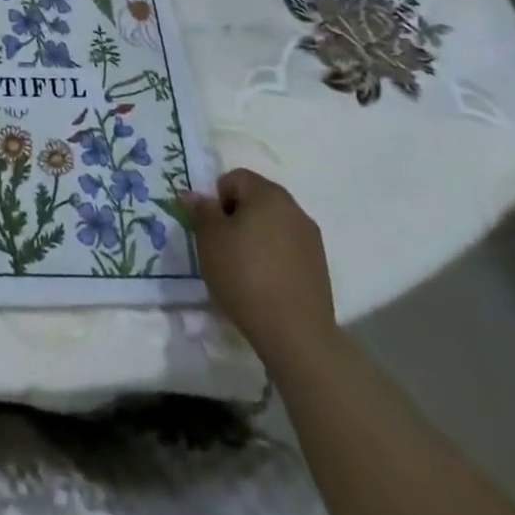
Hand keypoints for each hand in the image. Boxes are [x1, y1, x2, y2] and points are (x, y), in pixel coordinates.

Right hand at [182, 169, 337, 366]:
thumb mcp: (209, 238)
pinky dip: (272, 258)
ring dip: (254, 238)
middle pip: (255, 200)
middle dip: (235, 217)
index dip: (216, 199)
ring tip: (241, 269)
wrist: (296, 335)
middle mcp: (294, 209)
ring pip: (272, 226)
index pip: (234, 178)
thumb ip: (201, 210)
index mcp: (268, 194)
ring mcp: (311, 240)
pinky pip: (286, 250)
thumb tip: (195, 195)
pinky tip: (263, 284)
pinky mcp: (319, 269)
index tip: (210, 228)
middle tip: (221, 246)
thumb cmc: (245, 275)